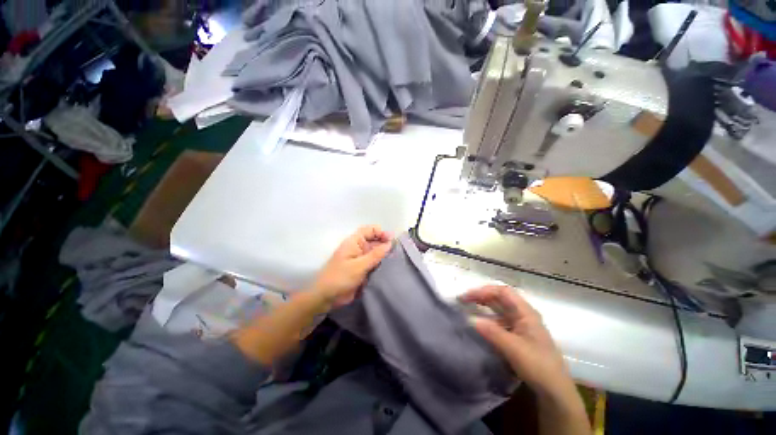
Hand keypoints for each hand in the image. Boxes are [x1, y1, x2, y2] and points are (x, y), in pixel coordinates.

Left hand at [309, 225, 392, 306]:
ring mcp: (360, 258)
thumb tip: (390, 243)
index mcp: (354, 242)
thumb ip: (375, 255)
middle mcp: (358, 247)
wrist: (327, 297)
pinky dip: (381, 263)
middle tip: (397, 252)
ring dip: (384, 255)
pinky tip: (389, 267)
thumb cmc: (340, 278)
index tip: (391, 241)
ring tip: (395, 259)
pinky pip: (374, 262)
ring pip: (376, 252)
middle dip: (385, 244)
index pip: (370, 230)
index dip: (381, 232)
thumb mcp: (359, 266)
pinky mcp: (362, 269)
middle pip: (375, 240)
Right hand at [460, 286, 573, 398]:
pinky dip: (488, 319)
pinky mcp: (518, 335)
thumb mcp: (514, 349)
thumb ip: (492, 332)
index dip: (484, 291)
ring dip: (484, 306)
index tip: (467, 296)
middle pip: (500, 298)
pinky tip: (480, 325)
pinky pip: (500, 321)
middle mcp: (524, 314)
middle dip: (481, 296)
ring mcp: (521, 325)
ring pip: (499, 309)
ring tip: (468, 308)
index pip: (502, 292)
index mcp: (526, 312)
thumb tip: (470, 319)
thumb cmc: (538, 366)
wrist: (555, 391)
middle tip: (463, 300)